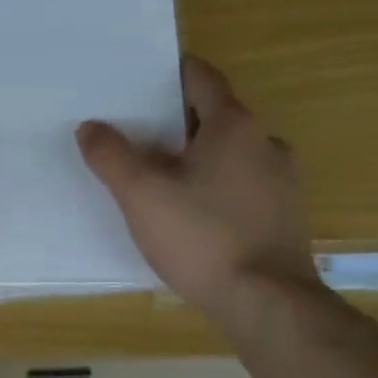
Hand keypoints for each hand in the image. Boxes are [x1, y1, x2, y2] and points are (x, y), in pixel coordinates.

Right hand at [77, 55, 320, 328]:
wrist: (266, 303)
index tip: (140, 81)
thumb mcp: (141, 195)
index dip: (170, 74)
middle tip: (138, 137)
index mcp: (233, 126)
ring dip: (200, 160)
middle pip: (216, 118)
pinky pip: (245, 189)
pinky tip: (195, 218)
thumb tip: (90, 127)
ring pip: (233, 156)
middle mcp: (266, 144)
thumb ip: (111, 156)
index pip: (202, 78)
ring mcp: (283, 183)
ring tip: (163, 182)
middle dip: (178, 124)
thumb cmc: (202, 238)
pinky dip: (219, 190)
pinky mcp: (286, 218)